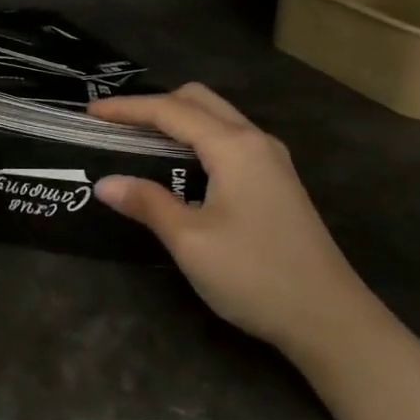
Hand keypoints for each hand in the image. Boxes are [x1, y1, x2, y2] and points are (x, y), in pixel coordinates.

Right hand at [88, 84, 381, 358]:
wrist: (330, 318)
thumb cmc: (255, 275)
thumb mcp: (191, 241)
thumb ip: (147, 203)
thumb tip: (105, 183)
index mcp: (234, 146)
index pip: (171, 111)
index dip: (127, 108)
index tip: (90, 112)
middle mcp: (255, 141)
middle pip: (199, 101)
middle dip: (154, 104)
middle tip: (116, 124)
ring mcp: (271, 161)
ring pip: (217, 119)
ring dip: (177, 120)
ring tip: (140, 140)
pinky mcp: (277, 182)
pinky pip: (229, 140)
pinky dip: (197, 139)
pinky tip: (180, 166)